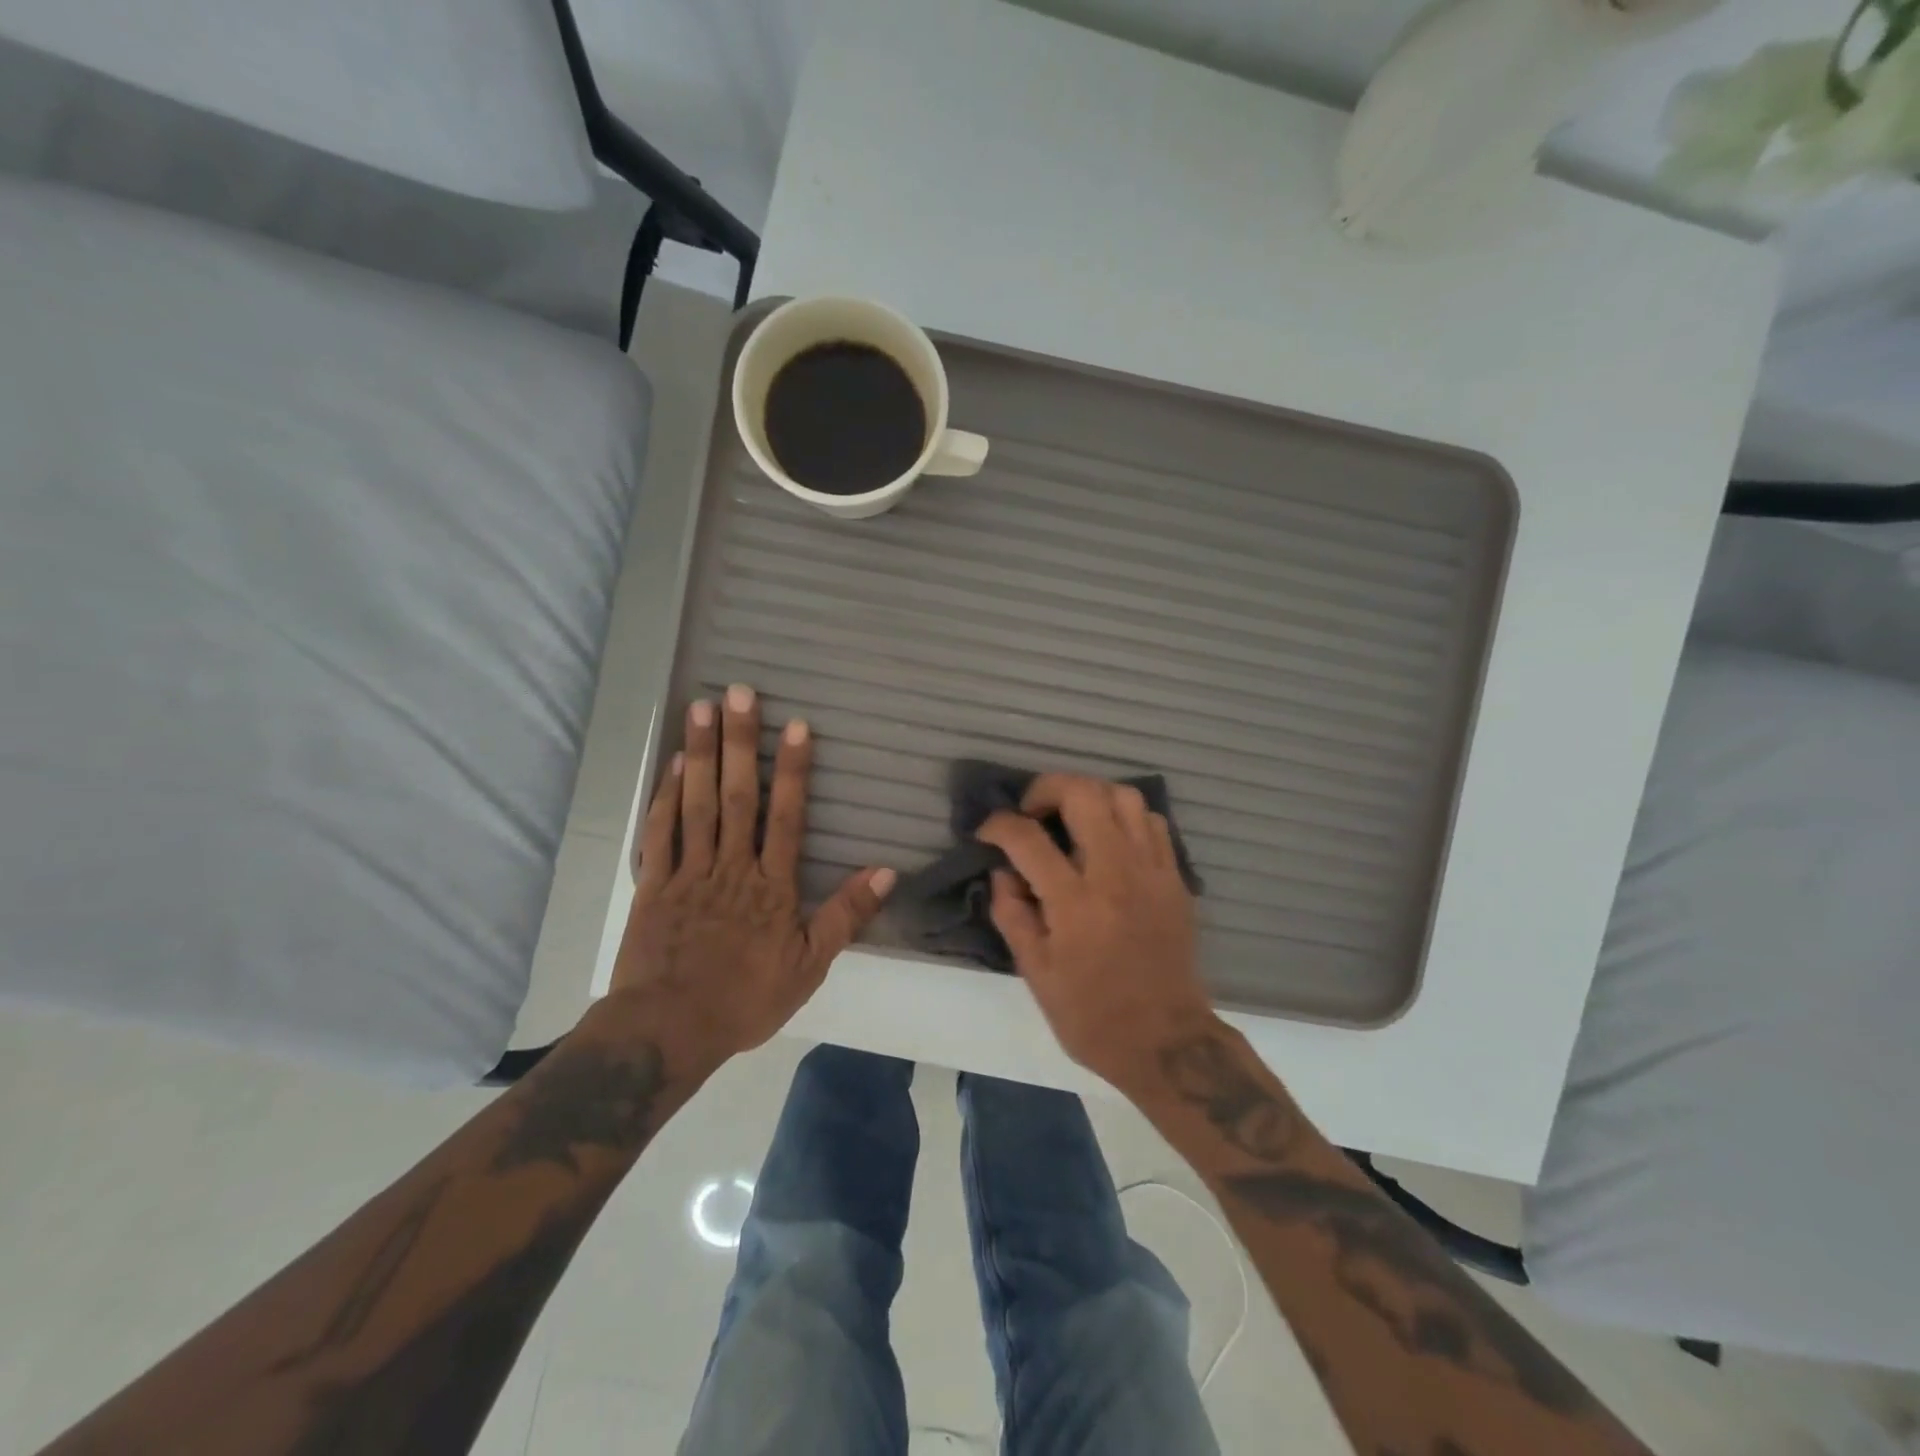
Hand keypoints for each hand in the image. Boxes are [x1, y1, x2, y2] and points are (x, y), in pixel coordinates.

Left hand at [609, 684, 893, 1065]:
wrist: (668, 1030)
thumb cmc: (746, 998)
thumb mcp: (810, 966)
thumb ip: (846, 915)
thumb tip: (886, 871)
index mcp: (771, 885)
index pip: (786, 817)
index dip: (792, 769)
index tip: (794, 725)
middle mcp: (731, 867)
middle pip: (738, 797)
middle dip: (740, 743)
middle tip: (738, 693)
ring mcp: (688, 872)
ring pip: (697, 805)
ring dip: (700, 755)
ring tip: (700, 709)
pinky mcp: (653, 885)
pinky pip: (659, 834)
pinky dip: (666, 798)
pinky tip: (673, 766)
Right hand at [977, 774, 1214, 1090]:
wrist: (1167, 1042)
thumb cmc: (1092, 1015)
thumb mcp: (1036, 973)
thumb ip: (1012, 914)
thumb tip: (1002, 873)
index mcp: (1075, 902)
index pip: (1027, 838)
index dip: (998, 825)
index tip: (987, 833)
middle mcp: (1116, 873)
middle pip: (1083, 794)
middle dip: (1046, 789)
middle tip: (1031, 813)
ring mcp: (1152, 870)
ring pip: (1124, 796)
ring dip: (1089, 796)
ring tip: (1071, 819)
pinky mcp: (1174, 878)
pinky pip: (1152, 822)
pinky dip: (1125, 817)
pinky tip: (1109, 840)